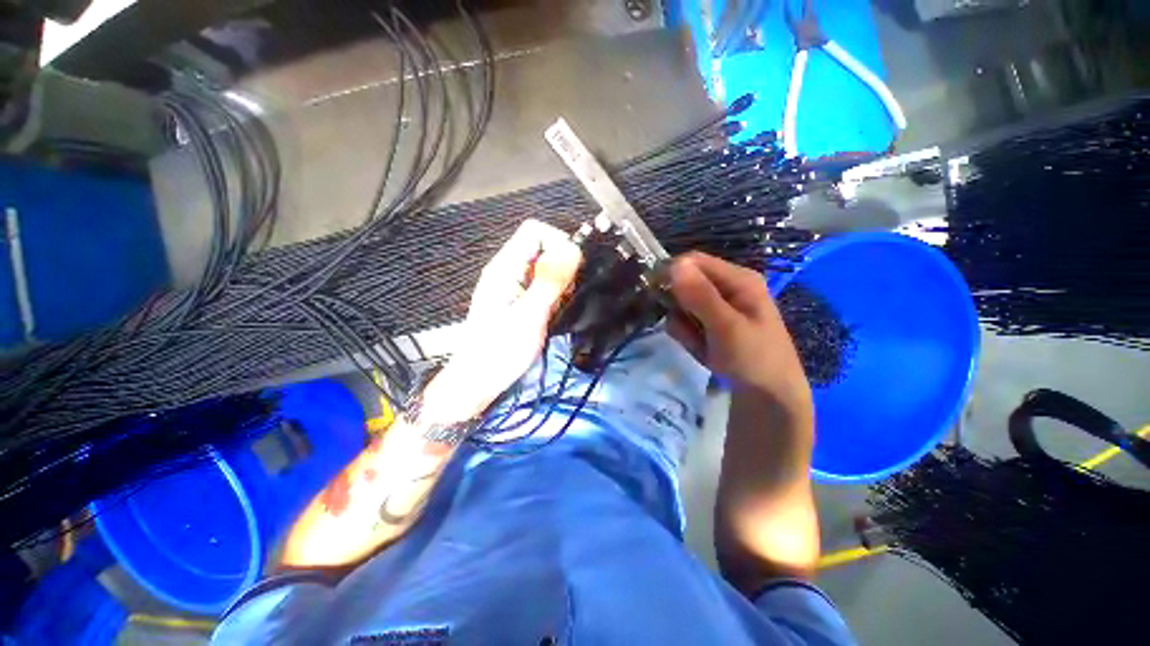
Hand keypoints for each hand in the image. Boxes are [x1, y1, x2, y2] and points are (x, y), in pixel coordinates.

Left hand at [432, 219, 581, 421]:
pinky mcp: (516, 300)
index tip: (571, 269)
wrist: (479, 380)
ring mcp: (511, 286)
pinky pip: (540, 285)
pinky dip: (552, 294)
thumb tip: (573, 249)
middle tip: (565, 293)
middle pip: (541, 247)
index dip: (557, 242)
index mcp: (505, 267)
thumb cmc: (501, 351)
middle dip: (561, 265)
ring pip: (543, 267)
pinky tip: (552, 313)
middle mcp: (507, 270)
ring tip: (558, 306)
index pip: (534, 231)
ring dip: (558, 282)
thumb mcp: (530, 315)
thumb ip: (550, 281)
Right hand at [669, 252, 818, 587]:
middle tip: (688, 328)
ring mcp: (720, 310)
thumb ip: (700, 296)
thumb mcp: (726, 328)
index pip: (693, 262)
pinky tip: (704, 353)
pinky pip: (687, 326)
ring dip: (685, 327)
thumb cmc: (754, 362)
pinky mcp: (712, 329)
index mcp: (740, 281)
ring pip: (683, 307)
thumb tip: (674, 264)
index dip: (673, 275)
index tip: (658, 295)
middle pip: (686, 284)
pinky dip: (689, 339)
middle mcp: (730, 290)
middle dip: (680, 307)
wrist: (768, 403)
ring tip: (702, 346)